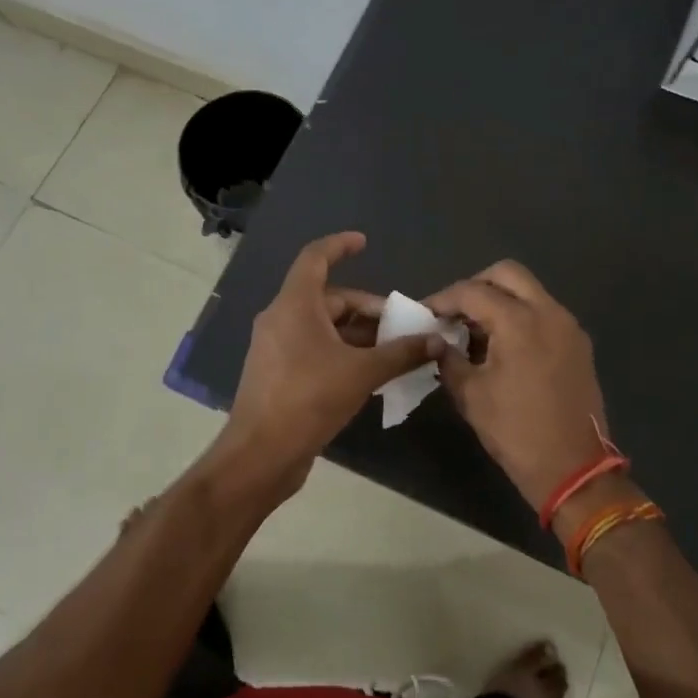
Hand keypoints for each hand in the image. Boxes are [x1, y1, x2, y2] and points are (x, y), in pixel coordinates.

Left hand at [218, 232, 443, 498]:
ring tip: (395, 352)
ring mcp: (276, 347)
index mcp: (294, 305)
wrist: (260, 454)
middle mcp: (281, 319)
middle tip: (403, 328)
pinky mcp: (278, 373)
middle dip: (368, 310)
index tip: (365, 243)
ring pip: (323, 327)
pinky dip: (342, 352)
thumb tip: (437, 340)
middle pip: (329, 299)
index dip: (340, 245)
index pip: (315, 258)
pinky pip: (315, 349)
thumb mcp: (362, 373)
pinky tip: (370, 373)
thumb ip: (401, 353)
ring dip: (359, 335)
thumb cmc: (308, 399)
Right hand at [426, 262, 607, 512]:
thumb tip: (437, 341)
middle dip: (476, 286)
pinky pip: (544, 313)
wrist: (574, 469)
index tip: (425, 314)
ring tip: (475, 330)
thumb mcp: (471, 395)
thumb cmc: (516, 431)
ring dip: (500, 300)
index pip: (472, 292)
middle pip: (507, 274)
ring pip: (529, 291)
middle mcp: (548, 313)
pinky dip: (520, 316)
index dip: (443, 299)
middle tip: (455, 312)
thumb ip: (449, 358)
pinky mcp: (578, 344)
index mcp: (519, 322)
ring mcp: (568, 326)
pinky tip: (502, 346)